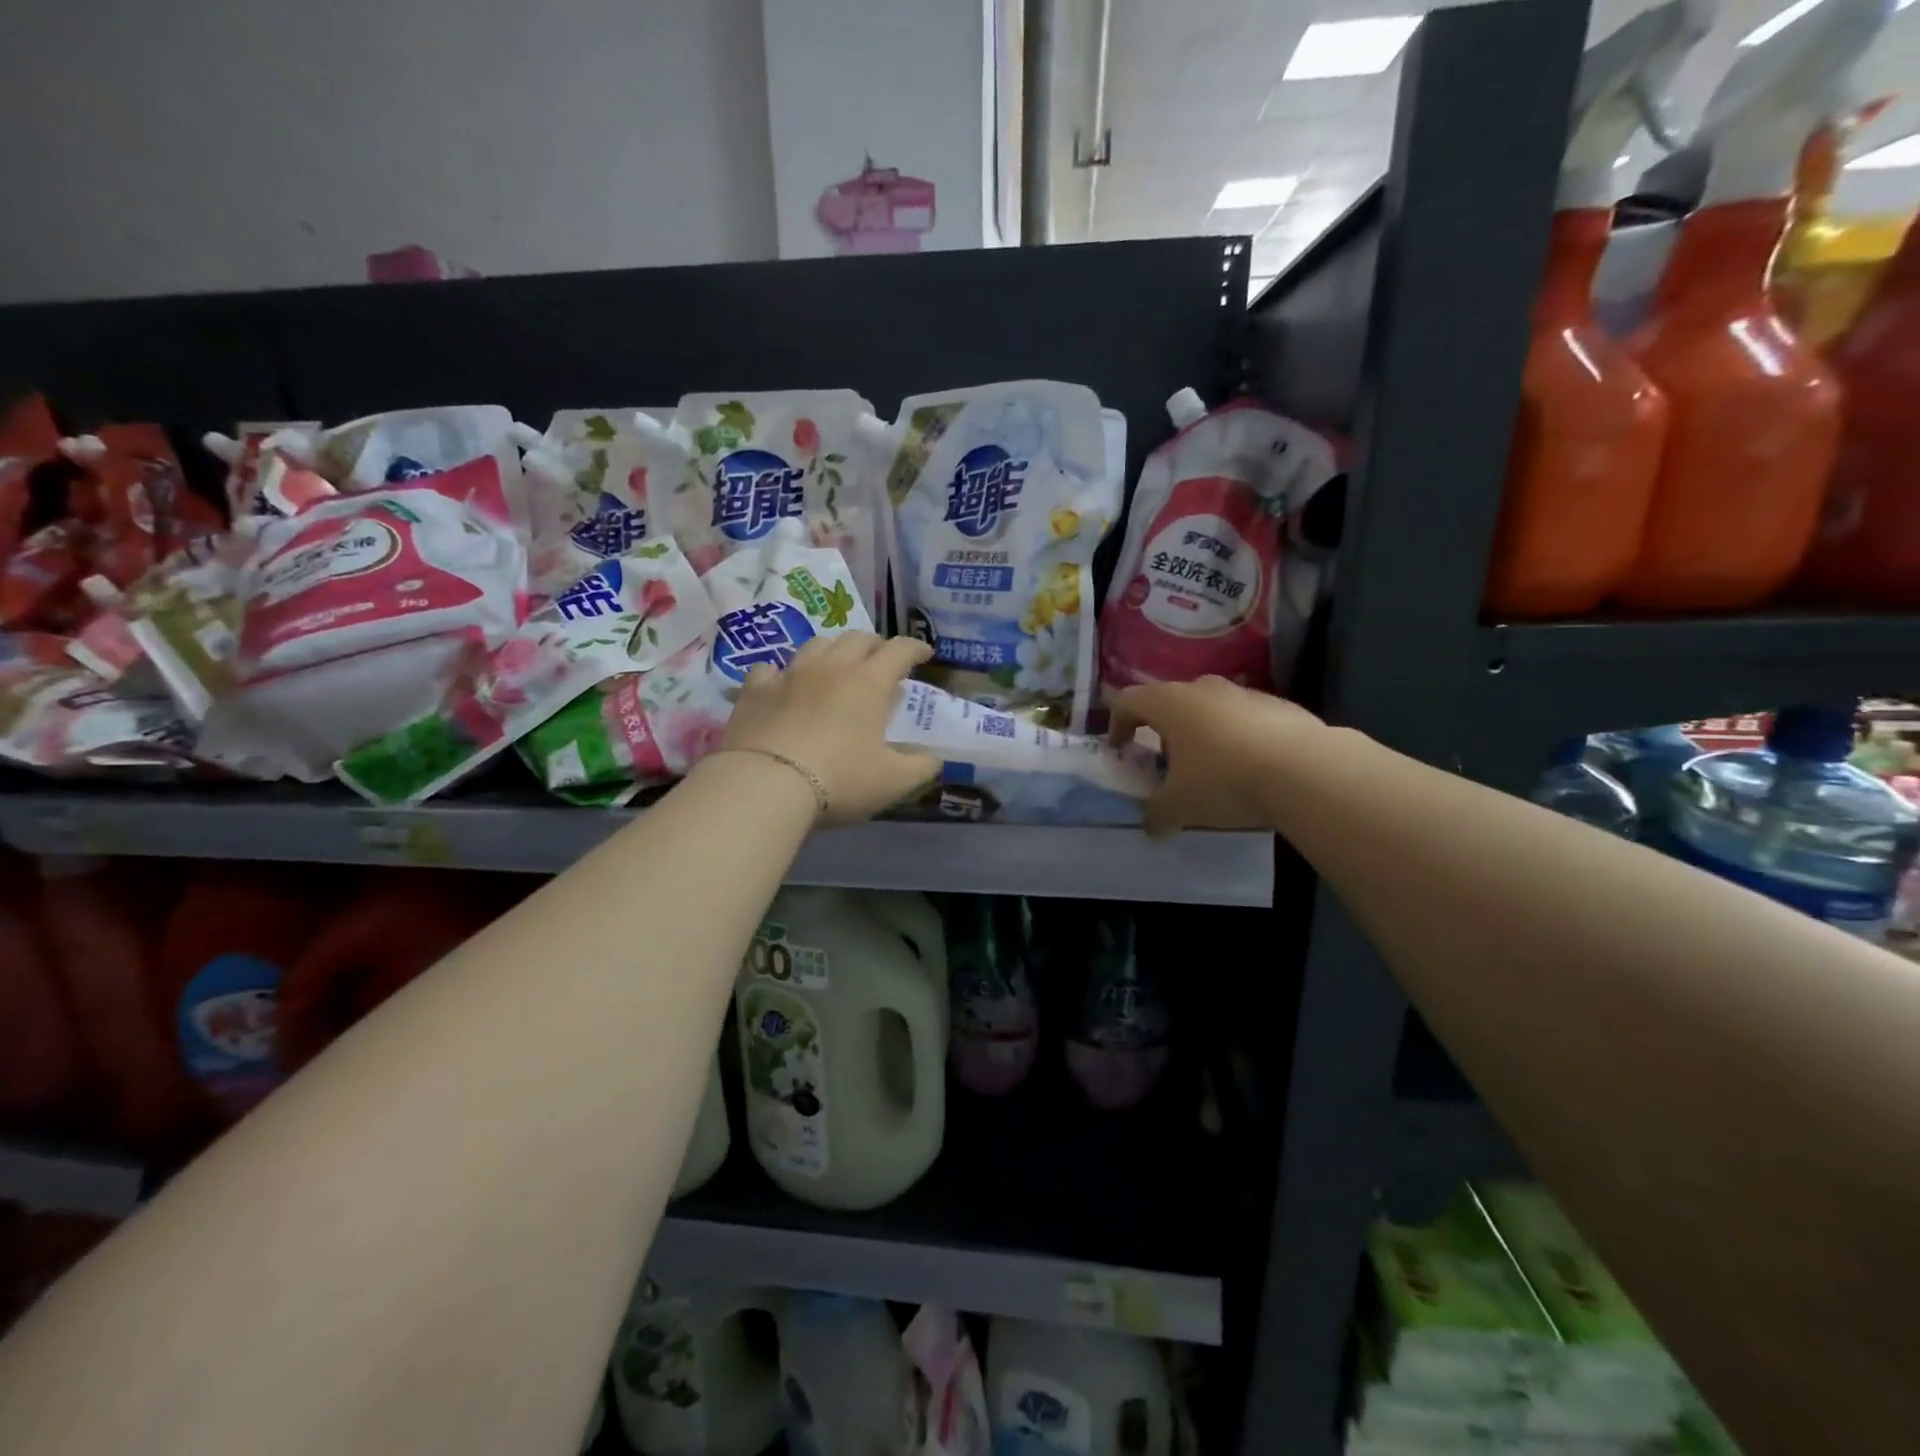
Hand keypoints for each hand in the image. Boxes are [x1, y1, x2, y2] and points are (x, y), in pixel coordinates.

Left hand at [722, 632, 939, 825]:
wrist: (766, 784)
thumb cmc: (840, 779)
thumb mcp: (893, 781)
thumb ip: (920, 767)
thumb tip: (934, 759)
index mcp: (869, 682)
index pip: (899, 650)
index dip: (915, 648)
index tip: (924, 654)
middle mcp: (831, 667)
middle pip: (857, 639)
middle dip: (875, 646)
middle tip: (881, 661)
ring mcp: (790, 674)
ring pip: (816, 645)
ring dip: (833, 651)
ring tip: (837, 667)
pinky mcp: (755, 690)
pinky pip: (771, 668)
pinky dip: (783, 673)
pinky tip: (783, 685)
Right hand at [1109, 677, 1323, 835]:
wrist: (1305, 770)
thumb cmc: (1223, 780)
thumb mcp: (1179, 806)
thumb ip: (1156, 814)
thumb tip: (1150, 826)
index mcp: (1168, 703)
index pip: (1127, 701)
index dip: (1117, 725)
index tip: (1121, 751)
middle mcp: (1202, 688)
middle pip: (1169, 703)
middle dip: (1162, 732)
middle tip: (1165, 765)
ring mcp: (1243, 693)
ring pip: (1209, 709)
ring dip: (1201, 734)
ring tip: (1210, 771)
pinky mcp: (1279, 705)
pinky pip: (1245, 720)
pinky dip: (1237, 739)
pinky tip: (1250, 770)